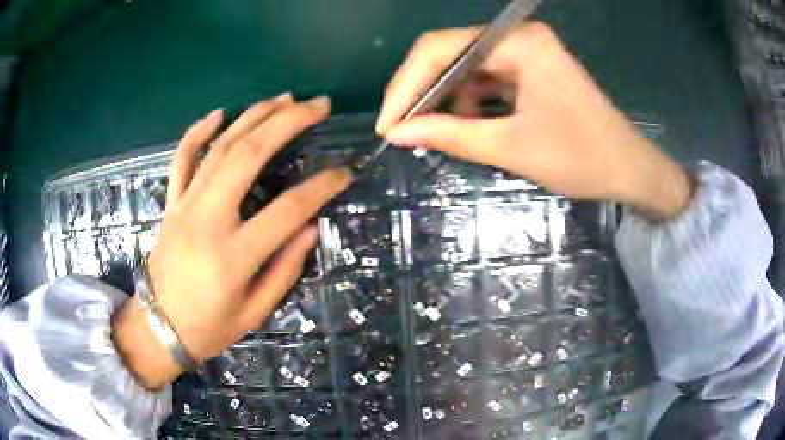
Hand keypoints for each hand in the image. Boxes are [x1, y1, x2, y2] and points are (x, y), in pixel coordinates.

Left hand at [113, 94, 349, 388]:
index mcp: (234, 255)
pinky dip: (198, 131)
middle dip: (288, 122)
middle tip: (317, 105)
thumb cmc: (209, 327)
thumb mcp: (254, 312)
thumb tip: (311, 227)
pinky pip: (182, 158)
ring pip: (220, 147)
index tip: (344, 172)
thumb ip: (284, 269)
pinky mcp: (171, 203)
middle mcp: (208, 219)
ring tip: (283, 98)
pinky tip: (219, 113)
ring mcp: (185, 206)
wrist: (160, 327)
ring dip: (254, 117)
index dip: (321, 187)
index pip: (288, 209)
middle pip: (249, 156)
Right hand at [377, 24, 691, 218]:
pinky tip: (462, 125)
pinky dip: (467, 102)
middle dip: (420, 92)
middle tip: (399, 128)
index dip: (406, 86)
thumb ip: (450, 135)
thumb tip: (397, 133)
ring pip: (463, 68)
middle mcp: (517, 38)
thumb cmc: (582, 159)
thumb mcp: (512, 148)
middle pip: (449, 54)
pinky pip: (484, 79)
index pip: (441, 49)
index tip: (387, 125)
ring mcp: (524, 53)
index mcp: (519, 43)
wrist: (630, 170)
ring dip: (443, 99)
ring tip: (428, 131)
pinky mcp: (529, 70)